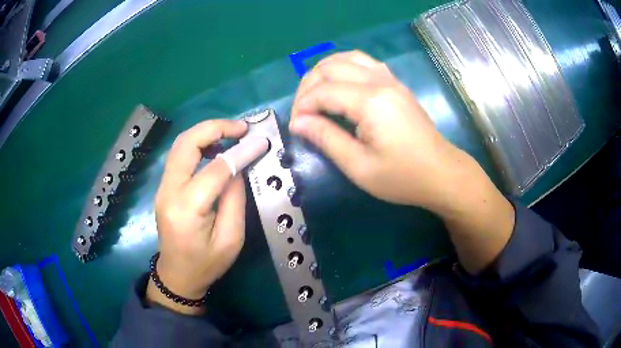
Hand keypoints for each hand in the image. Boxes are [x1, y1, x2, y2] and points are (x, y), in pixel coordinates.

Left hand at [148, 120, 267, 313]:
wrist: (177, 275)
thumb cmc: (206, 264)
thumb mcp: (231, 239)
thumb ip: (235, 199)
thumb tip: (239, 167)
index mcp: (187, 209)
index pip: (215, 168)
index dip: (240, 152)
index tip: (260, 141)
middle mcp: (169, 191)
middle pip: (187, 143)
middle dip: (215, 128)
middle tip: (241, 127)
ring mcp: (162, 187)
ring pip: (180, 145)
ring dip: (205, 133)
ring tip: (231, 134)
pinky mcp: (164, 187)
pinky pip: (179, 155)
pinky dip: (197, 144)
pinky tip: (214, 148)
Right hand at [289, 51, 514, 273]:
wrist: (442, 174)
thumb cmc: (402, 177)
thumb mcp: (359, 166)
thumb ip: (326, 139)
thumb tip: (298, 122)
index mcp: (371, 102)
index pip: (323, 91)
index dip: (302, 106)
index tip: (295, 127)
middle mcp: (380, 81)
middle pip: (331, 67)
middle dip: (308, 86)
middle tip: (302, 112)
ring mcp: (390, 79)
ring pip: (347, 57)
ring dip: (324, 71)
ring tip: (314, 94)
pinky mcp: (396, 84)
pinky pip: (364, 62)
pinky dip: (343, 67)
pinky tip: (339, 84)